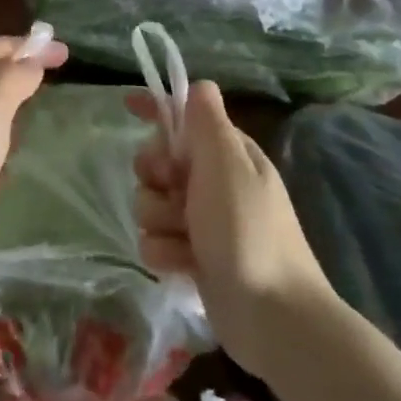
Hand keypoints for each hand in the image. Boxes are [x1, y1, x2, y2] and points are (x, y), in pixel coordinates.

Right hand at [128, 80, 334, 372]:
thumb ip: (207, 122)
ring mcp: (203, 223)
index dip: (157, 109)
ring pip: (151, 203)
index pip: (186, 117)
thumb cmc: (248, 230)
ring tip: (184, 239)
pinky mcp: (193, 257)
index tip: (127, 104)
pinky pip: (155, 241)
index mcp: (228, 155)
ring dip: (159, 220)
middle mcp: (214, 184)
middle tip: (171, 188)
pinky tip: (183, 265)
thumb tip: (201, 84)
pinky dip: (165, 252)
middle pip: (158, 161)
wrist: (272, 316)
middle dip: (155, 175)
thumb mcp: (227, 165)